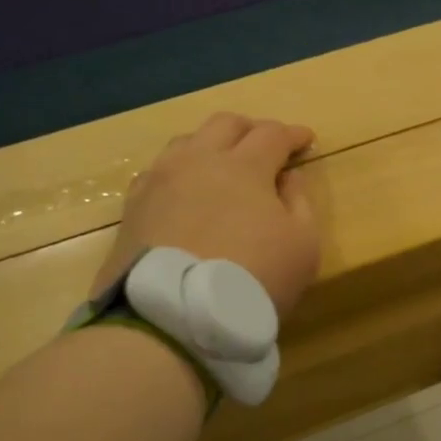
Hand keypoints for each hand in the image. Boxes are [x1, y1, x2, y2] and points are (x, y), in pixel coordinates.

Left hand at [91, 112, 319, 316]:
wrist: (173, 316)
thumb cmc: (253, 277)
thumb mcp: (303, 245)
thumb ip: (300, 203)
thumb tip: (289, 176)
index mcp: (244, 165)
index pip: (272, 134)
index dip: (293, 134)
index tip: (307, 139)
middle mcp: (198, 160)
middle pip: (225, 124)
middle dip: (251, 129)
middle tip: (267, 146)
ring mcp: (160, 180)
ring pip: (187, 142)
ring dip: (212, 145)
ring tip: (224, 165)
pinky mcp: (134, 206)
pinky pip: (159, 172)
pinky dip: (181, 171)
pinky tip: (187, 191)